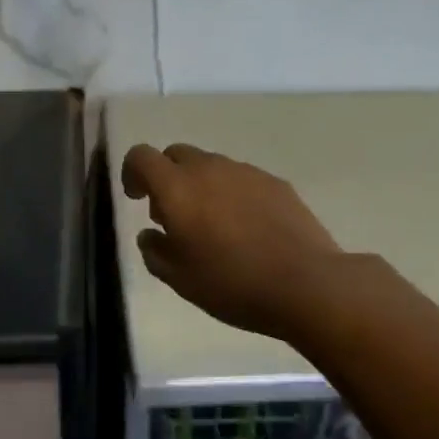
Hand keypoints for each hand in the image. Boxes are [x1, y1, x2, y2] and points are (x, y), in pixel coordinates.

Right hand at [121, 143, 346, 339]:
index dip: (132, 172)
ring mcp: (245, 172)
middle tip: (173, 215)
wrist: (305, 283)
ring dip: (201, 186)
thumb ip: (155, 251)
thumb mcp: (180, 279)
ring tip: (213, 225)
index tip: (137, 198)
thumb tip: (150, 235)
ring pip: (211, 166)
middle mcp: (209, 169)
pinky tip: (246, 228)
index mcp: (177, 188)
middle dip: (167, 177)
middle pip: (176, 154)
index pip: (141, 156)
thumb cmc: (232, 284)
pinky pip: (241, 178)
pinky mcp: (275, 182)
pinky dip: (232, 193)